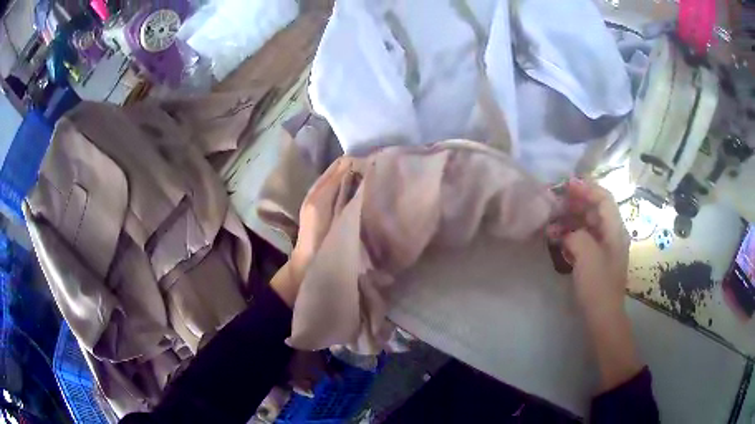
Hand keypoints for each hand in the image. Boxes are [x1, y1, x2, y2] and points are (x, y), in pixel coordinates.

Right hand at [548, 179, 640, 391]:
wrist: (602, 317)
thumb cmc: (598, 286)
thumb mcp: (587, 256)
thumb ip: (576, 234)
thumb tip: (567, 232)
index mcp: (615, 230)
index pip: (604, 198)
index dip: (586, 188)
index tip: (567, 184)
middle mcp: (612, 234)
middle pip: (595, 209)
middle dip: (576, 202)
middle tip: (555, 201)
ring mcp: (605, 248)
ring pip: (588, 224)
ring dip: (570, 219)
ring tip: (551, 221)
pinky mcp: (596, 260)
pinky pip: (584, 239)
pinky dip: (571, 235)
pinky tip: (557, 238)